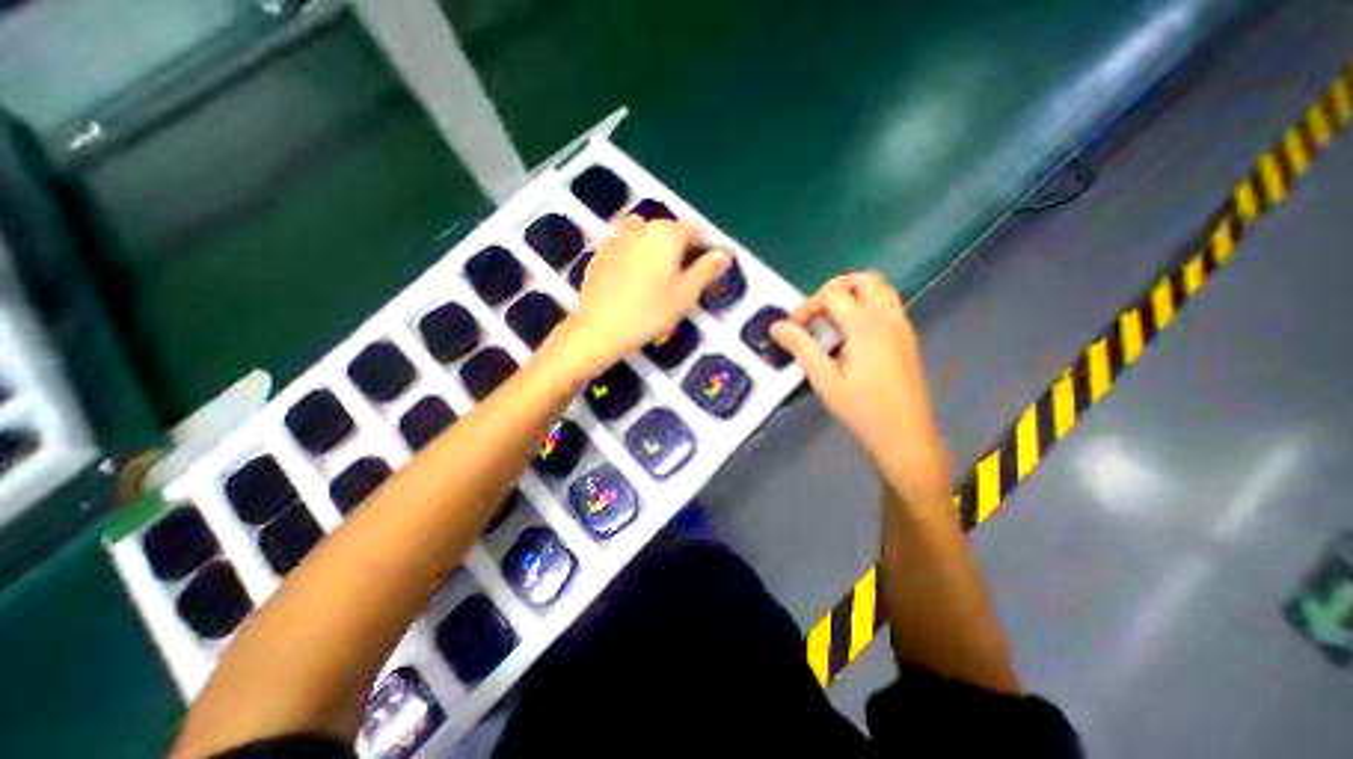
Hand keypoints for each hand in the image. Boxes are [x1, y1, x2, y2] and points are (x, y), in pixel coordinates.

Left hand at [555, 217, 734, 373]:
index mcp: (666, 234)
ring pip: (644, 235)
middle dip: (679, 248)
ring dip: (654, 248)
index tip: (707, 268)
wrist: (599, 329)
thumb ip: (707, 270)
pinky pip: (624, 246)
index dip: (705, 247)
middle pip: (668, 230)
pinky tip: (632, 279)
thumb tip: (724, 254)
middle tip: (680, 278)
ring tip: (656, 276)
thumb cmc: (648, 314)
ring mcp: (617, 238)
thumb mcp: (685, 295)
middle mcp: (641, 227)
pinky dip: (633, 255)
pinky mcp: (600, 252)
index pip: (695, 230)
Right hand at [771, 274, 948, 496]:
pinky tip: (853, 336)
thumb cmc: (860, 408)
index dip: (808, 306)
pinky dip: (868, 307)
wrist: (904, 435)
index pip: (832, 295)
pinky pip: (889, 306)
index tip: (794, 328)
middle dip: (835, 288)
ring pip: (881, 290)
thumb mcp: (823, 378)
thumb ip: (800, 347)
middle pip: (865, 280)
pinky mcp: (908, 338)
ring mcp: (902, 327)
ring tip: (833, 320)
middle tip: (816, 311)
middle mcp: (888, 318)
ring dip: (855, 295)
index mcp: (865, 325)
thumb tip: (776, 326)